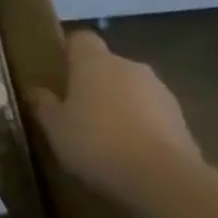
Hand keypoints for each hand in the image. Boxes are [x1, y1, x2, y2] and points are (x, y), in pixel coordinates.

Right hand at [27, 31, 201, 206]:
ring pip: (131, 89)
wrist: (163, 179)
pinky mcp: (181, 119)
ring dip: (118, 104)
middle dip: (93, 82)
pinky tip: (128, 152)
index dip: (68, 51)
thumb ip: (43, 105)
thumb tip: (36, 91)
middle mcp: (130, 67)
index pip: (81, 39)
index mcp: (95, 62)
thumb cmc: (96, 142)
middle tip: (75, 110)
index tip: (57, 72)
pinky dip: (140, 125)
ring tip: (104, 136)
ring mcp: (160, 91)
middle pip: (107, 65)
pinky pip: (151, 113)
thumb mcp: (54, 127)